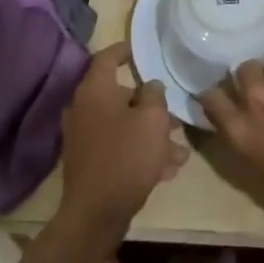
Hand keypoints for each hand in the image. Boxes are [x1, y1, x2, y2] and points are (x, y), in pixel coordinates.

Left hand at [58, 43, 187, 244]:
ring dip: (150, 133)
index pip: (108, 57)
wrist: (96, 213)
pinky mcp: (89, 162)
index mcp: (95, 89)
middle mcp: (84, 108)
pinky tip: (167, 169)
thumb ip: (154, 94)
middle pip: (120, 95)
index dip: (125, 50)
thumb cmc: (127, 155)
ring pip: (123, 125)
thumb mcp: (152, 119)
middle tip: (175, 113)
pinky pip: (118, 148)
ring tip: (179, 150)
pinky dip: (140, 152)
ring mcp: (84, 137)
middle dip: (150, 105)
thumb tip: (150, 87)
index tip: (140, 50)